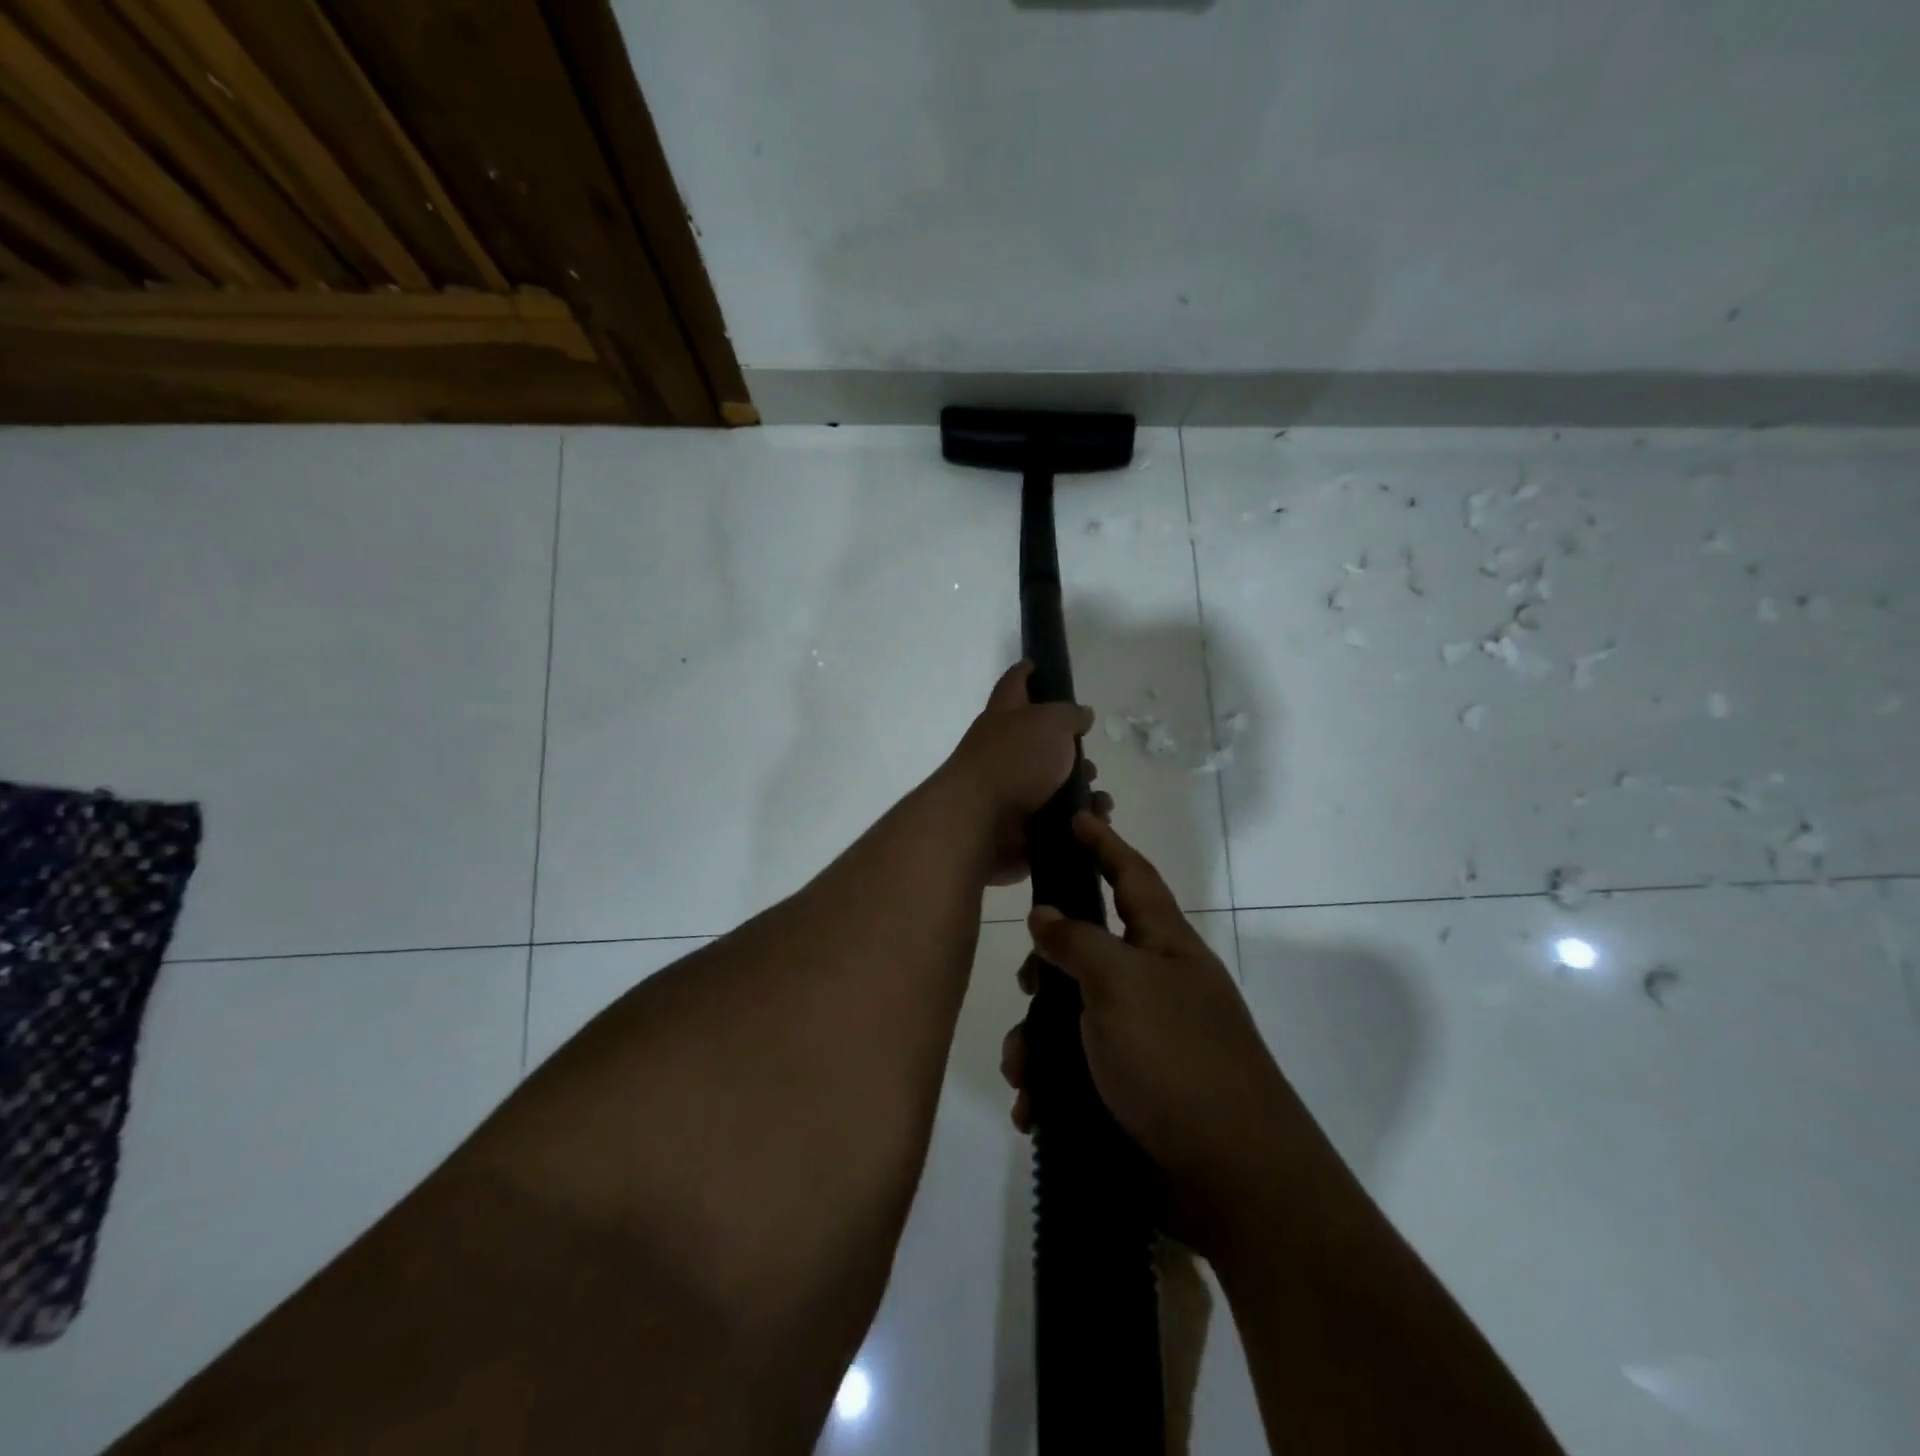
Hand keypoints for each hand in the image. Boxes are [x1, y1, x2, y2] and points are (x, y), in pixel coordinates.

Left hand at [940, 662, 1109, 885]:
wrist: (979, 822)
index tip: (1040, 664)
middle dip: (1070, 750)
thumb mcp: (1049, 723)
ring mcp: (1009, 787)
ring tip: (1099, 800)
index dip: (1028, 671)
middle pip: (1039, 740)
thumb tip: (1080, 715)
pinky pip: (1055, 819)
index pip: (1015, 682)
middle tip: (1090, 760)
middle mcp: (1003, 748)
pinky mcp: (1018, 822)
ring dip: (1079, 789)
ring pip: (1052, 783)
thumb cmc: (1014, 761)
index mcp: (1005, 715)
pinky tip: (1092, 822)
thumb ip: (1069, 715)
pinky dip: (1075, 821)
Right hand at [999, 813, 1293, 1255]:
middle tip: (1028, 984)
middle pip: (1091, 952)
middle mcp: (1157, 986)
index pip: (1132, 876)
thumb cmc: (1175, 1058)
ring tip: (1022, 1072)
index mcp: (1165, 947)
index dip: (1104, 844)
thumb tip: (1045, 913)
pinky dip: (1052, 1086)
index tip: (1076, 816)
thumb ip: (1077, 941)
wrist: (1232, 1178)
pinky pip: (1079, 1071)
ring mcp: (1147, 1041)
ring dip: (1039, 1042)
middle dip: (1049, 967)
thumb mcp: (1120, 984)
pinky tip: (1034, 1108)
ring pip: (1075, 1018)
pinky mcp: (1134, 1092)